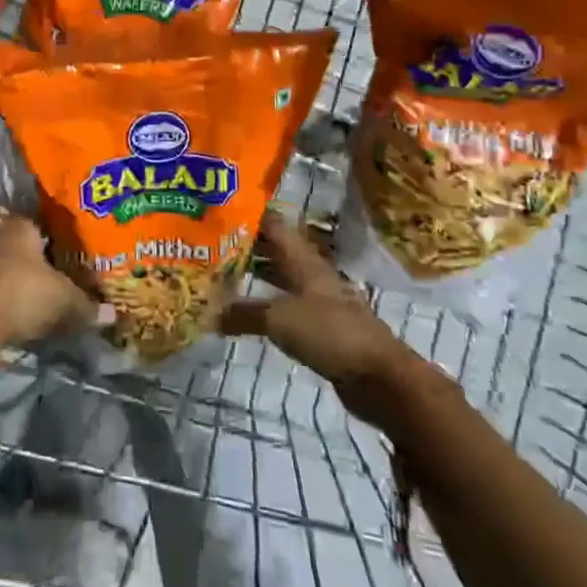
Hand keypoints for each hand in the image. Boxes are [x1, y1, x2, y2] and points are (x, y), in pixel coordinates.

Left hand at [0, 212, 98, 346]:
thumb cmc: (23, 293)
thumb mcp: (63, 300)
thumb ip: (85, 306)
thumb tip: (110, 315)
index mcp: (20, 229)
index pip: (32, 224)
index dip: (42, 237)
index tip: (49, 250)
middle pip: (1, 235)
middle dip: (8, 246)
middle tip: (22, 263)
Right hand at [221, 210, 415, 416]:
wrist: (379, 377)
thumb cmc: (330, 333)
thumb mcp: (280, 319)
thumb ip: (244, 313)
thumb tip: (207, 313)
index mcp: (303, 259)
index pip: (273, 225)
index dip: (248, 216)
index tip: (218, 210)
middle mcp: (310, 274)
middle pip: (275, 251)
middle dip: (246, 246)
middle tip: (210, 244)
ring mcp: (318, 301)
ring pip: (280, 279)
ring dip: (255, 276)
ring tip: (222, 275)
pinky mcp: (321, 328)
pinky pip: (286, 308)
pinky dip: (265, 306)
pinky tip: (246, 313)